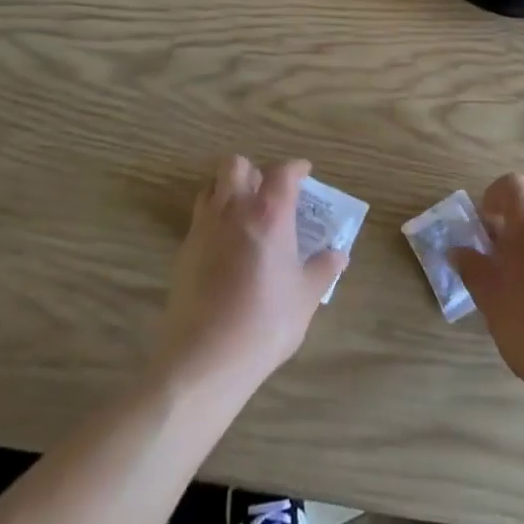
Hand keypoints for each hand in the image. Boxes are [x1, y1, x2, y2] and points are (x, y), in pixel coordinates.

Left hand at [153, 156, 345, 401]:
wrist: (203, 358)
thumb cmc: (264, 324)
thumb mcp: (305, 299)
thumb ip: (322, 270)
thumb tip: (338, 255)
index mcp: (269, 215)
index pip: (283, 172)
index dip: (296, 167)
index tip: (305, 173)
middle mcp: (234, 210)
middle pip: (236, 165)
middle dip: (254, 170)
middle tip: (268, 192)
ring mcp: (204, 228)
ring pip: (211, 185)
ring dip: (228, 189)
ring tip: (244, 212)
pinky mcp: (184, 250)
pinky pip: (200, 217)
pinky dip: (214, 219)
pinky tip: (225, 246)